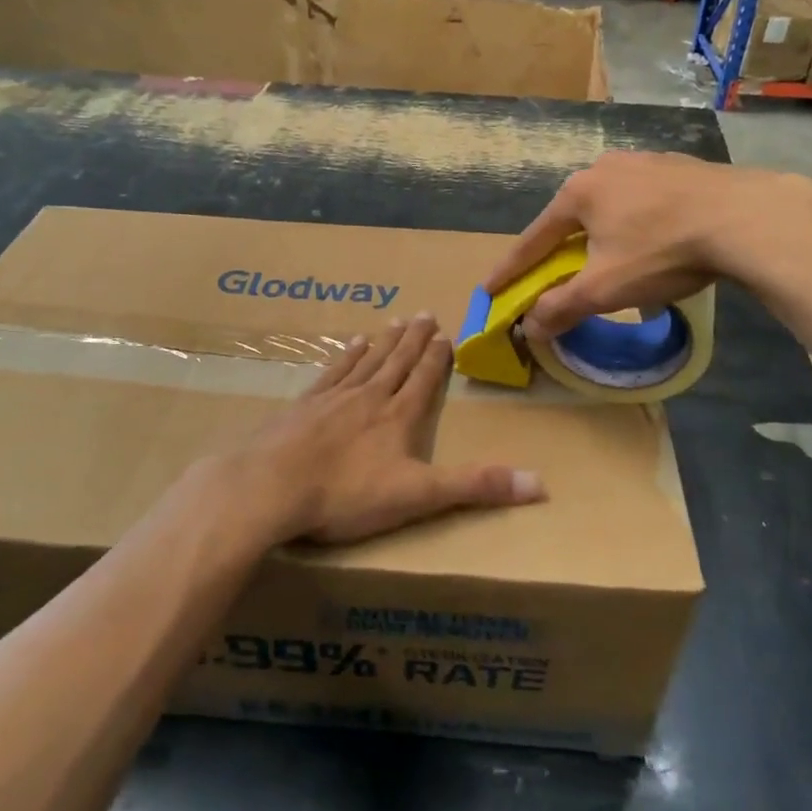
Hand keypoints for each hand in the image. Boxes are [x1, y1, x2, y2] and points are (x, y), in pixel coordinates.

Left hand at [226, 314, 544, 545]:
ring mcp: (332, 398)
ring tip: (394, 322)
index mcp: (398, 416)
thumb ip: (476, 487)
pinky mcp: (302, 406)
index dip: (437, 358)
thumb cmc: (346, 494)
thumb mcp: (418, 496)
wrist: (270, 487)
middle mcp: (369, 397)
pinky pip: (331, 372)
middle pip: (397, 362)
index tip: (446, 334)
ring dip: (383, 342)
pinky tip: (350, 344)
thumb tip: (541, 484)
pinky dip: (345, 356)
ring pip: (366, 361)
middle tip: (425, 314)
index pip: (424, 379)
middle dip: (414, 340)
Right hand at [485, 152, 811, 335]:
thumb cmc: (663, 251)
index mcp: (579, 192)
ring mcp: (646, 162)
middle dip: (558, 249)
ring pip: (609, 207)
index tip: (490, 289)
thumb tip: (529, 328)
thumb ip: (562, 307)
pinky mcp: (681, 168)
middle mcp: (605, 168)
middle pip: (570, 219)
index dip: (511, 269)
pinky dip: (635, 224)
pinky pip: (644, 201)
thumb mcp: (605, 288)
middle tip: (551, 275)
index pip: (533, 239)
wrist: (748, 218)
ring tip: (604, 258)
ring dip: (599, 235)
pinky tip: (651, 238)